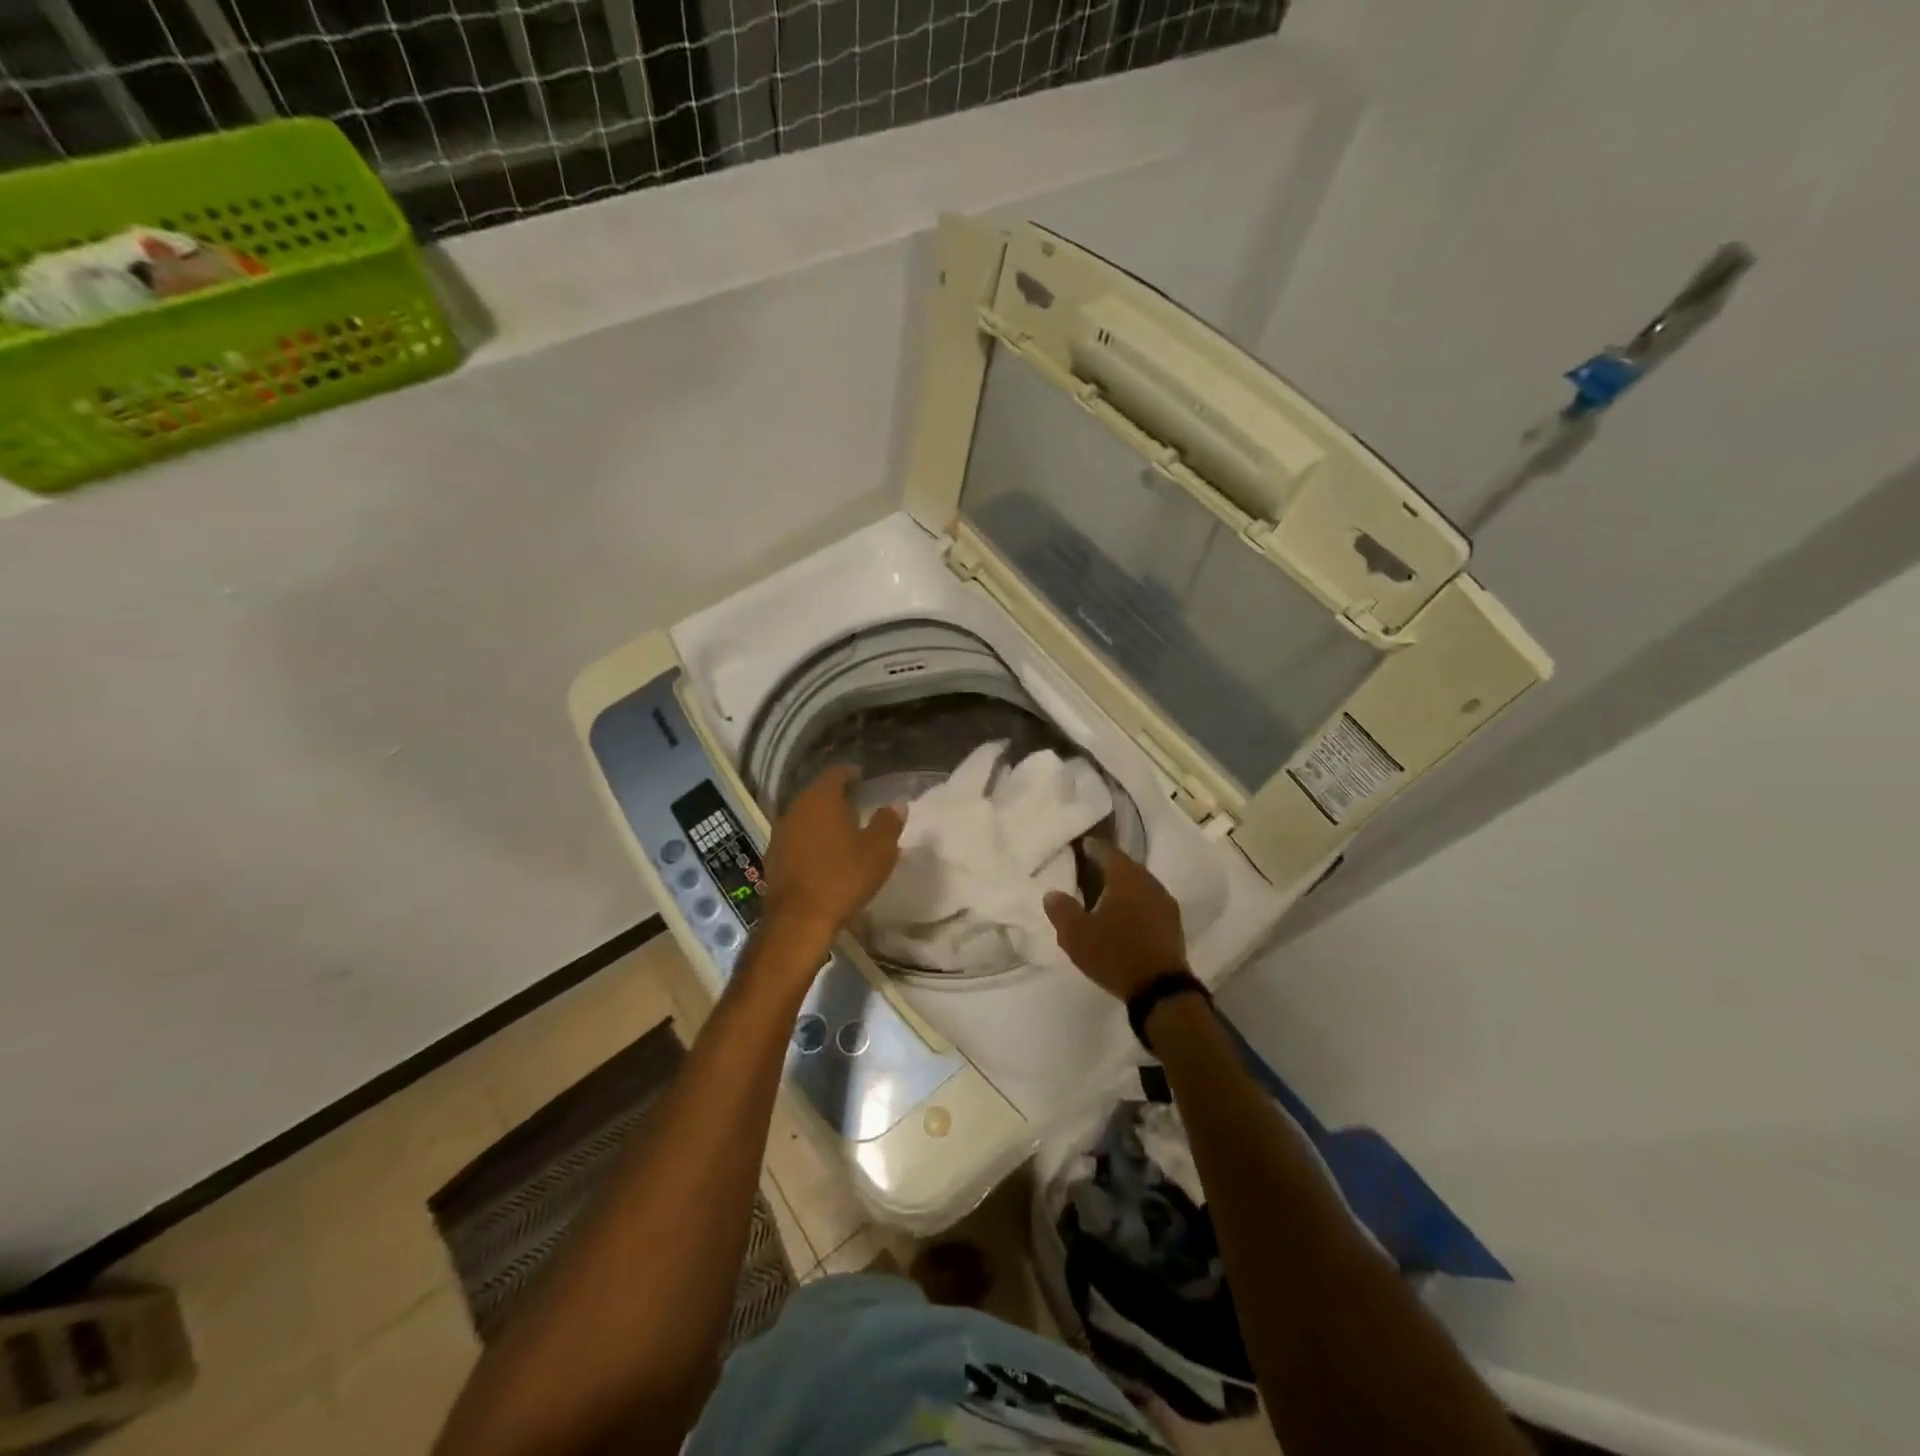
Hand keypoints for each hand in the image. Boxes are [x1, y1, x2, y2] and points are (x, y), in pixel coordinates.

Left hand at [760, 766, 903, 948]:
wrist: (799, 920)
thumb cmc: (843, 877)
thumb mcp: (879, 851)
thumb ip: (888, 823)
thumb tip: (896, 805)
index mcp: (821, 799)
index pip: (836, 773)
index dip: (851, 773)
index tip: (863, 778)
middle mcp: (796, 808)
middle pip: (818, 793)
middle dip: (837, 797)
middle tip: (857, 805)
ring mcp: (780, 833)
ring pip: (805, 816)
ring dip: (822, 820)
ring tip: (842, 831)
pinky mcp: (772, 857)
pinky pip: (796, 838)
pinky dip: (810, 840)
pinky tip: (823, 855)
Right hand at [1043, 841, 1187, 1000]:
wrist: (1160, 989)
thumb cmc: (1114, 954)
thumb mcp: (1076, 934)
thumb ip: (1061, 910)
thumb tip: (1052, 893)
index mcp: (1125, 876)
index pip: (1106, 850)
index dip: (1091, 847)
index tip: (1078, 848)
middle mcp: (1148, 881)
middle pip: (1125, 866)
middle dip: (1107, 867)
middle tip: (1087, 872)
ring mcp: (1165, 902)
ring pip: (1139, 884)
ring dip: (1122, 887)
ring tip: (1103, 897)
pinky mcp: (1173, 923)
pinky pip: (1149, 902)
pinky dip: (1135, 904)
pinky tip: (1124, 918)